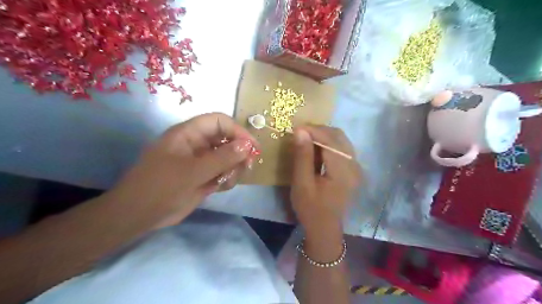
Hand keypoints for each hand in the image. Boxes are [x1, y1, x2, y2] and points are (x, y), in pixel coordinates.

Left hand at [107, 112, 258, 228]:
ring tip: (228, 181)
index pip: (219, 122)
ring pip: (228, 157)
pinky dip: (227, 178)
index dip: (238, 131)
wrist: (139, 215)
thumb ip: (222, 158)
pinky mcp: (204, 175)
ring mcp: (201, 161)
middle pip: (227, 139)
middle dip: (239, 152)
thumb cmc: (161, 187)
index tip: (252, 147)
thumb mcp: (193, 172)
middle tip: (247, 167)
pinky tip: (222, 187)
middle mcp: (197, 144)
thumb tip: (248, 145)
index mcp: (189, 133)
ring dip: (234, 167)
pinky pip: (223, 171)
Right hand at [290, 125, 360, 241]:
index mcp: (343, 170)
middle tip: (300, 133)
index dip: (313, 130)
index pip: (330, 140)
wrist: (325, 228)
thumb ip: (303, 156)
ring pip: (341, 140)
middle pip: (339, 136)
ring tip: (306, 139)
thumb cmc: (311, 208)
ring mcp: (356, 167)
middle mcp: (354, 165)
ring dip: (323, 136)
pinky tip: (316, 148)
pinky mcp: (353, 169)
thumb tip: (300, 130)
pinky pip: (342, 148)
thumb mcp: (302, 183)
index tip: (296, 128)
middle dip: (318, 130)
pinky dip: (328, 143)